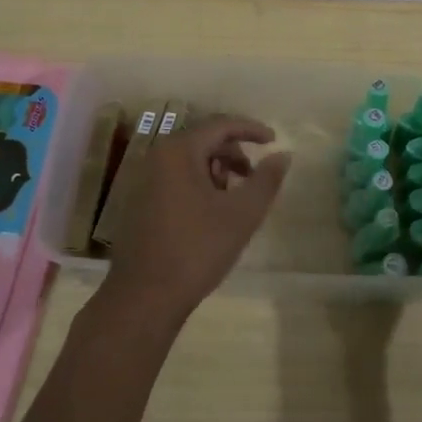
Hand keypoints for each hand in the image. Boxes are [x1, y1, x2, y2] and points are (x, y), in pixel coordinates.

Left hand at [98, 116, 290, 332]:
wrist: (145, 296)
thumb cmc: (197, 249)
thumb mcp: (242, 214)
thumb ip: (266, 180)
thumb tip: (283, 154)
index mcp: (178, 151)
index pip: (221, 125)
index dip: (251, 129)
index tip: (274, 140)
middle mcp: (156, 157)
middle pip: (203, 140)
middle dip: (234, 153)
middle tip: (255, 176)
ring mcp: (143, 180)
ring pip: (189, 161)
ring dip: (217, 170)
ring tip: (234, 199)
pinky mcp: (139, 202)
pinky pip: (176, 178)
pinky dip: (199, 184)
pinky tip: (211, 213)